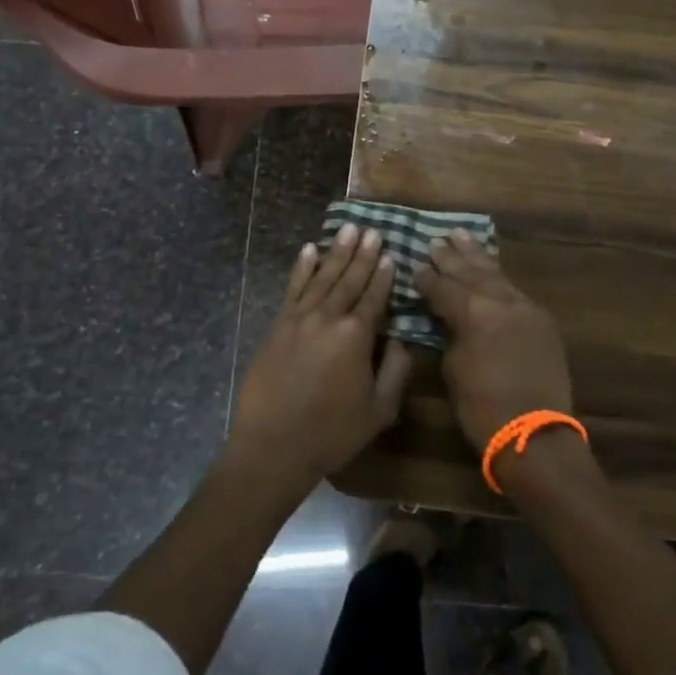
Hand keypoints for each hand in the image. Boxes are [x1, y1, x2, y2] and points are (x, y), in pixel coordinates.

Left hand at [228, 224, 413, 491]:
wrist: (273, 446)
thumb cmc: (332, 433)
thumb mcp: (379, 410)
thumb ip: (396, 370)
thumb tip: (402, 339)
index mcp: (356, 336)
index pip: (374, 296)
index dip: (383, 274)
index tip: (390, 253)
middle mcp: (328, 318)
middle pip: (349, 279)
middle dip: (362, 254)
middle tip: (371, 229)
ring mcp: (299, 318)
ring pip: (322, 277)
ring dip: (336, 252)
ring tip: (348, 228)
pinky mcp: (278, 325)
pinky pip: (293, 288)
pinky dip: (302, 268)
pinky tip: (309, 250)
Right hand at [414, 232, 572, 451]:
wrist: (535, 435)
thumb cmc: (483, 408)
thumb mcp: (453, 369)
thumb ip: (450, 334)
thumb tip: (448, 320)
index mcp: (474, 312)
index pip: (444, 287)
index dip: (427, 278)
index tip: (415, 265)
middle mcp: (501, 301)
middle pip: (471, 272)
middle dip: (451, 257)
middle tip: (435, 240)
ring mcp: (526, 308)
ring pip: (496, 274)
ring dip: (477, 256)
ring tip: (461, 236)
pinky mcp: (542, 321)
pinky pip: (514, 291)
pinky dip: (498, 278)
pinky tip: (490, 270)